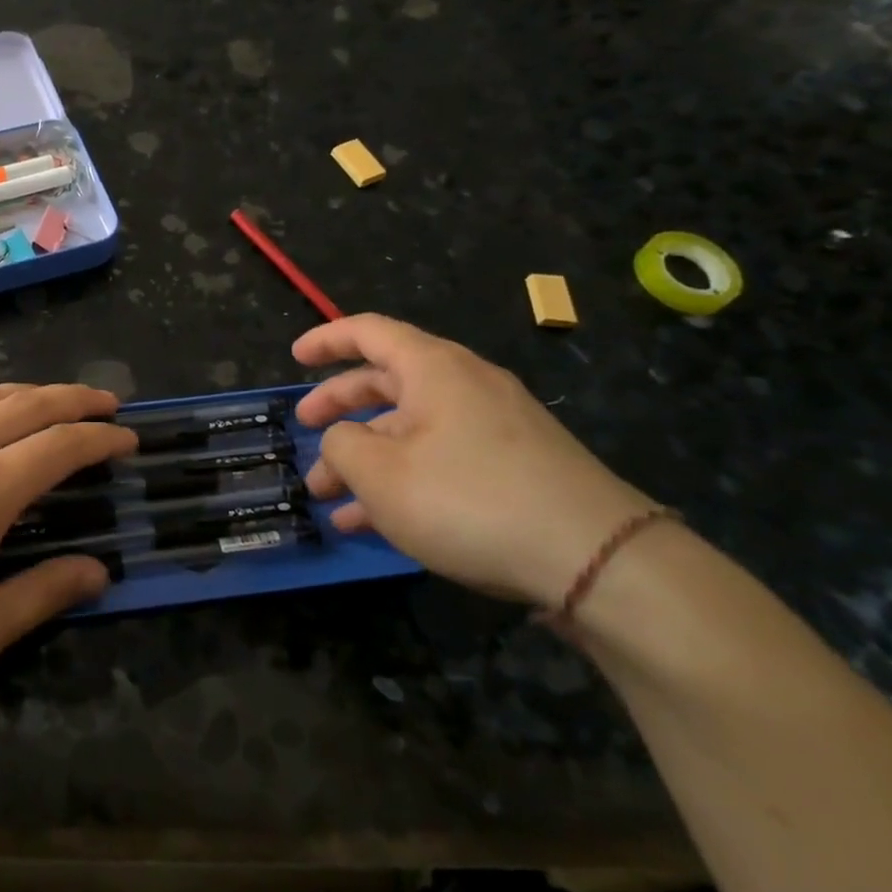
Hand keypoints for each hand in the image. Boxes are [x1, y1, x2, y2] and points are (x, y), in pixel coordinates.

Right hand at [293, 314, 653, 606]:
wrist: (597, 560)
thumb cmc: (469, 498)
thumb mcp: (380, 473)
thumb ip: (342, 446)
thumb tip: (342, 440)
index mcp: (433, 368)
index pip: (368, 332)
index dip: (326, 340)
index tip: (294, 357)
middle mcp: (465, 386)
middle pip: (386, 383)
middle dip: (339, 409)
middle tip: (305, 433)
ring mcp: (495, 429)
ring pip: (411, 430)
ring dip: (365, 458)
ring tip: (328, 498)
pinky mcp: (515, 470)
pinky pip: (441, 460)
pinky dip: (402, 481)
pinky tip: (373, 524)